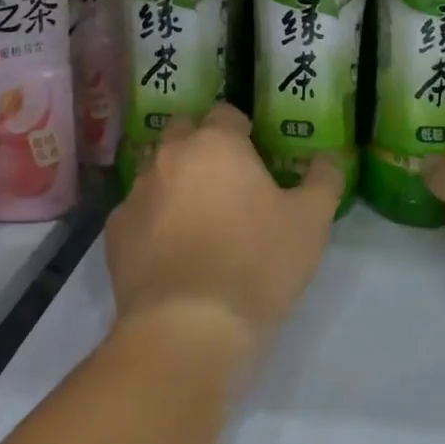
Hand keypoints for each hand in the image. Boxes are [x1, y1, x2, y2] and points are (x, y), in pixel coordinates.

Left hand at [106, 103, 343, 372]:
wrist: (188, 329)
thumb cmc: (256, 262)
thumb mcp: (311, 221)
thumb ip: (324, 179)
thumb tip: (330, 156)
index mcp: (215, 143)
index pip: (225, 114)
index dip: (242, 131)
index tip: (256, 155)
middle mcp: (169, 157)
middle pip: (183, 133)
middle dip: (202, 147)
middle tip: (227, 180)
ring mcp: (136, 195)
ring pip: (157, 172)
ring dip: (176, 182)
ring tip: (199, 219)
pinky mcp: (115, 235)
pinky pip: (138, 213)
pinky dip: (154, 221)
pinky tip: (172, 252)